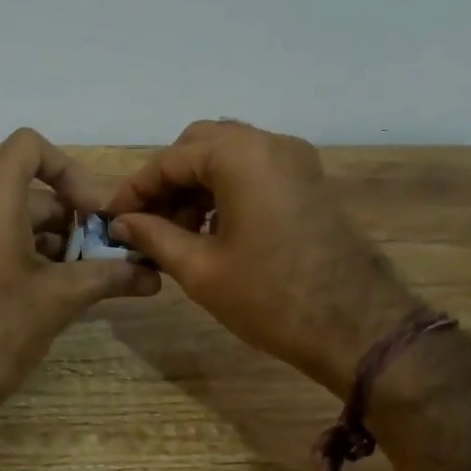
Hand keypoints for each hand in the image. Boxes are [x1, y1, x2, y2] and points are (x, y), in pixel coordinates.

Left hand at [0, 129, 160, 415]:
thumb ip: (110, 277)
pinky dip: (31, 252)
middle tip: (105, 252)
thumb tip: (153, 276)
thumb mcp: (60, 297)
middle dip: (73, 217)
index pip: (30, 146)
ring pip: (17, 216)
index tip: (93, 211)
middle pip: (30, 188)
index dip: (68, 168)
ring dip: (56, 240)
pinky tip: (59, 289)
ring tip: (89, 276)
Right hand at [106, 121, 415, 397]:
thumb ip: (153, 237)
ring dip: (196, 186)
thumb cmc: (270, 297)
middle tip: (146, 222)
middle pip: (199, 146)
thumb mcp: (200, 269)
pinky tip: (211, 231)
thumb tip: (121, 224)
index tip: (112, 220)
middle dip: (167, 181)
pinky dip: (225, 191)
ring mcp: (295, 160)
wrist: (358, 327)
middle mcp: (269, 143)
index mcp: (239, 156)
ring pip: (228, 156)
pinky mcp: (309, 181)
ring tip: (175, 233)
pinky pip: (254, 170)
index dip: (135, 190)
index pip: (170, 160)